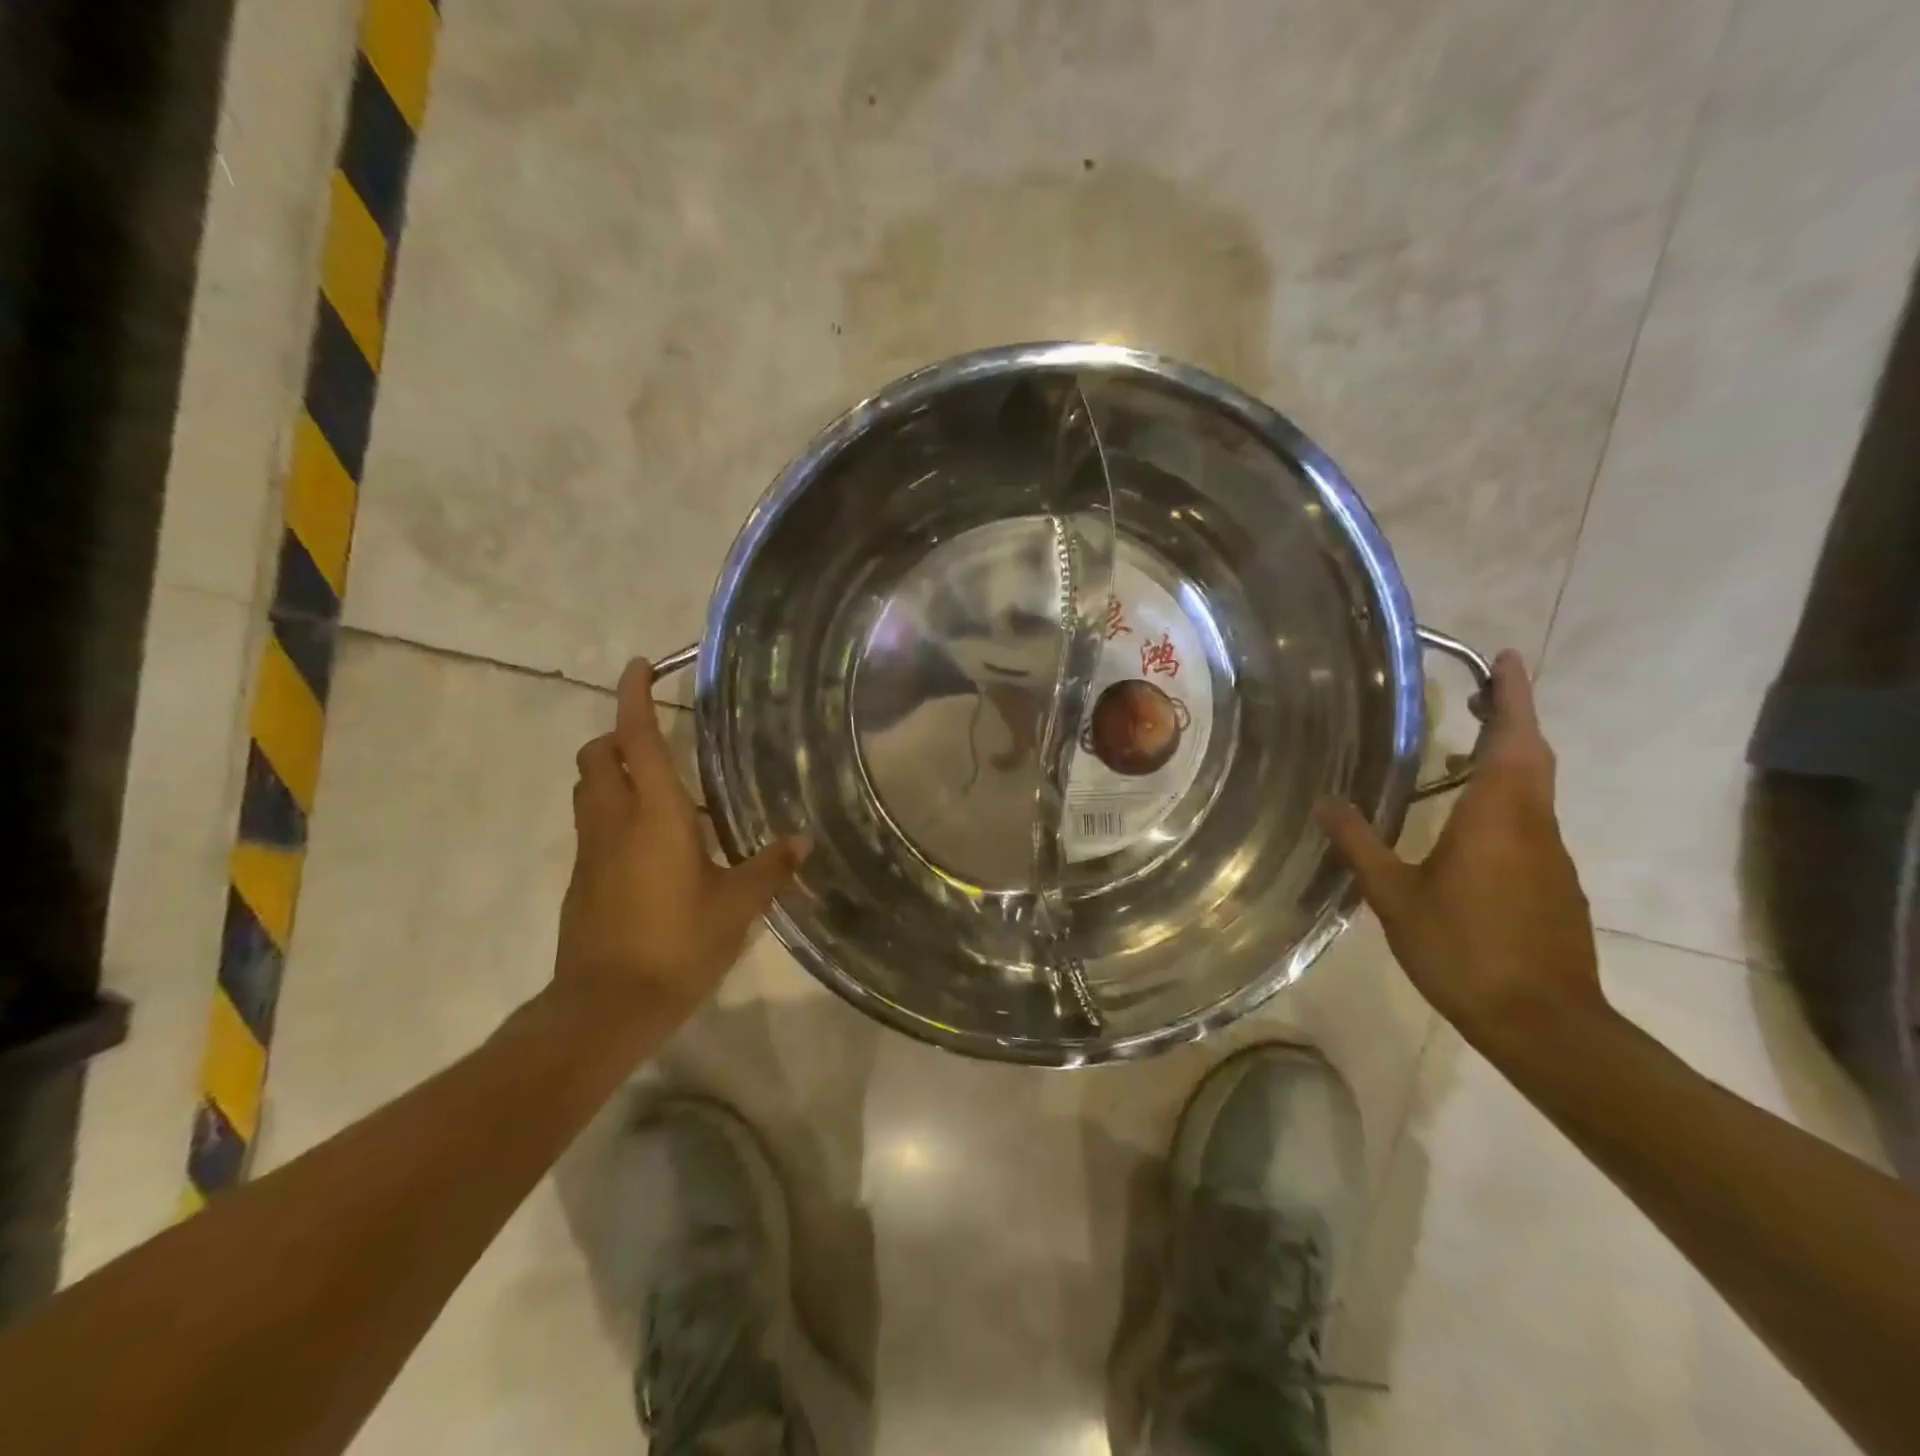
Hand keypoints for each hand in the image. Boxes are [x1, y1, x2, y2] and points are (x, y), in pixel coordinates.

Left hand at [556, 658, 808, 1026]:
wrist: (606, 1007)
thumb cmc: (677, 943)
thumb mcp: (737, 906)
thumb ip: (770, 868)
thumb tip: (803, 841)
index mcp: (654, 815)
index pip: (636, 739)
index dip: (634, 698)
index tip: (638, 666)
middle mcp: (614, 821)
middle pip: (596, 757)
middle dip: (617, 737)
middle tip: (655, 741)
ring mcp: (590, 851)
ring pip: (587, 790)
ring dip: (610, 774)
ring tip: (657, 790)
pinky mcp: (581, 880)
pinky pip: (592, 827)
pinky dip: (613, 814)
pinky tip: (652, 845)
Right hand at [1315, 650, 1606, 1053]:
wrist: (1544, 1024)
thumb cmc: (1465, 950)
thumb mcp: (1395, 897)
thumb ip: (1360, 845)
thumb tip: (1326, 801)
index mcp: (1498, 817)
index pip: (1513, 740)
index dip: (1513, 696)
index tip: (1507, 658)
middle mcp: (1533, 825)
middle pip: (1531, 756)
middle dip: (1512, 717)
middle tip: (1482, 690)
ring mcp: (1550, 856)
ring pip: (1533, 790)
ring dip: (1507, 758)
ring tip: (1459, 751)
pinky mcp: (1554, 884)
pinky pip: (1529, 822)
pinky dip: (1504, 800)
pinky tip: (1466, 824)